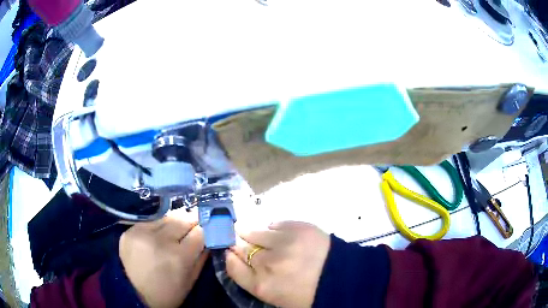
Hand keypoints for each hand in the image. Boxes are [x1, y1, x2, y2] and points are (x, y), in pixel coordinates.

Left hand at [119, 217, 207, 307]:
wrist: (134, 293)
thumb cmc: (168, 293)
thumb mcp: (191, 280)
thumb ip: (202, 257)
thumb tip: (210, 237)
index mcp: (179, 257)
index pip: (200, 232)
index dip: (206, 229)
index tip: (209, 227)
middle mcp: (160, 240)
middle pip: (183, 218)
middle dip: (193, 220)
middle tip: (196, 222)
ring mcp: (142, 233)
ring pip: (166, 216)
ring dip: (175, 220)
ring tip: (178, 226)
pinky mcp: (129, 231)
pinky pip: (150, 221)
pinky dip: (158, 225)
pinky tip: (159, 233)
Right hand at [226, 221, 330, 307]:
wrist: (343, 278)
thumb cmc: (308, 293)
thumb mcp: (276, 296)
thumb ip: (253, 279)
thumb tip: (235, 257)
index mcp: (263, 286)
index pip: (232, 267)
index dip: (229, 257)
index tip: (229, 252)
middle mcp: (268, 263)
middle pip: (240, 247)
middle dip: (238, 243)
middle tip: (238, 238)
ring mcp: (284, 243)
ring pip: (254, 231)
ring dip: (249, 231)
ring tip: (249, 229)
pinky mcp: (298, 227)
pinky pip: (274, 223)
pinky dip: (272, 228)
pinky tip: (276, 232)